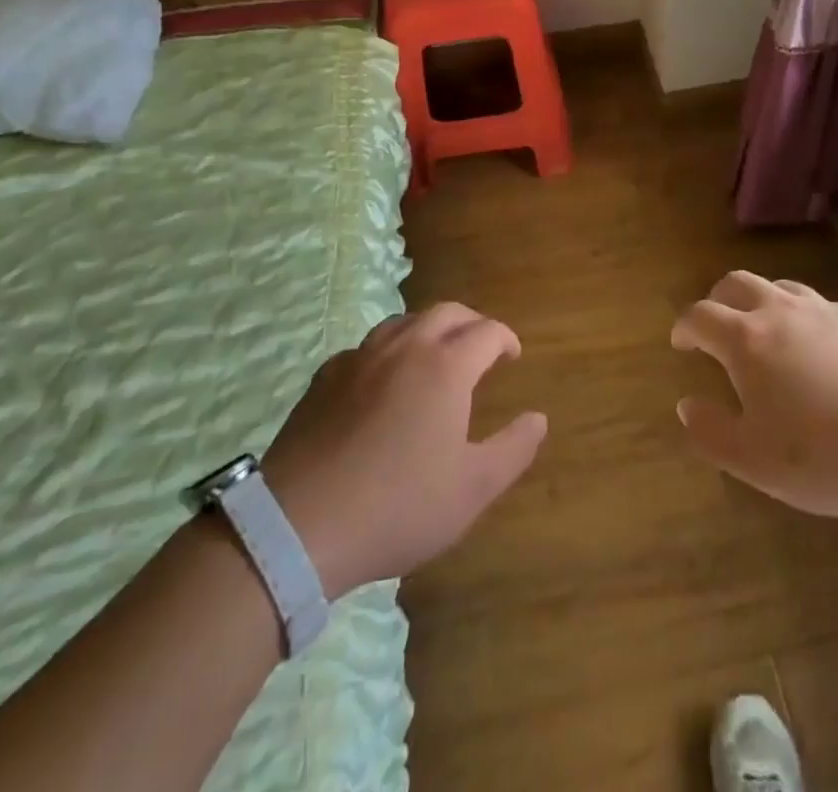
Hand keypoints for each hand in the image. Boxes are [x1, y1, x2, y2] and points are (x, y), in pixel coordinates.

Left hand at [259, 302, 546, 598]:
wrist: (299, 526)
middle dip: (472, 323)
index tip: (512, 356)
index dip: (506, 339)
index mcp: (447, 366)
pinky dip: (389, 350)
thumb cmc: (398, 506)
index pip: (487, 332)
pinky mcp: (325, 376)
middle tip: (482, 347)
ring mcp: (361, 358)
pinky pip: (367, 346)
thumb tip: (538, 418)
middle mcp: (406, 347)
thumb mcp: (472, 489)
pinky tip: (384, 379)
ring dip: (429, 328)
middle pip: (447, 312)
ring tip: (436, 355)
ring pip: (404, 321)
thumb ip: (513, 449)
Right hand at [671, 271, 837, 520]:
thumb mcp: (755, 461)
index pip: (701, 315)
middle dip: (718, 300)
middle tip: (715, 327)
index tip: (680, 342)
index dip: (685, 326)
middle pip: (737, 283)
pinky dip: (803, 317)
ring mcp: (826, 311)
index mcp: (748, 340)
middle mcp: (782, 312)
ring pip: (781, 287)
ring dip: (761, 301)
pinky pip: (820, 306)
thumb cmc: (827, 455)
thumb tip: (687, 405)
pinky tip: (819, 349)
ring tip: (765, 332)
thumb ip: (712, 432)